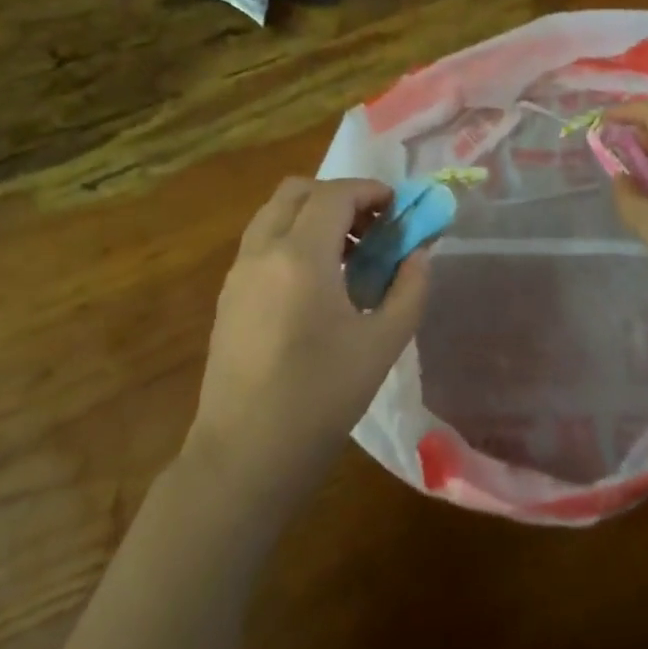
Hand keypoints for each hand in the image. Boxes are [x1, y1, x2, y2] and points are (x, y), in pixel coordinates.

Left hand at [184, 177, 429, 506]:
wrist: (244, 457)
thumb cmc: (319, 399)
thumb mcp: (381, 345)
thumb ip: (409, 289)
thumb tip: (418, 255)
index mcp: (300, 256)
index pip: (335, 194)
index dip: (370, 191)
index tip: (398, 208)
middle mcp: (262, 251)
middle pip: (297, 191)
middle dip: (338, 196)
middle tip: (371, 227)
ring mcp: (238, 272)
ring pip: (274, 214)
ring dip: (312, 216)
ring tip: (348, 255)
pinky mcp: (228, 296)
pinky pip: (262, 243)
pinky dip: (291, 239)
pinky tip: (317, 284)